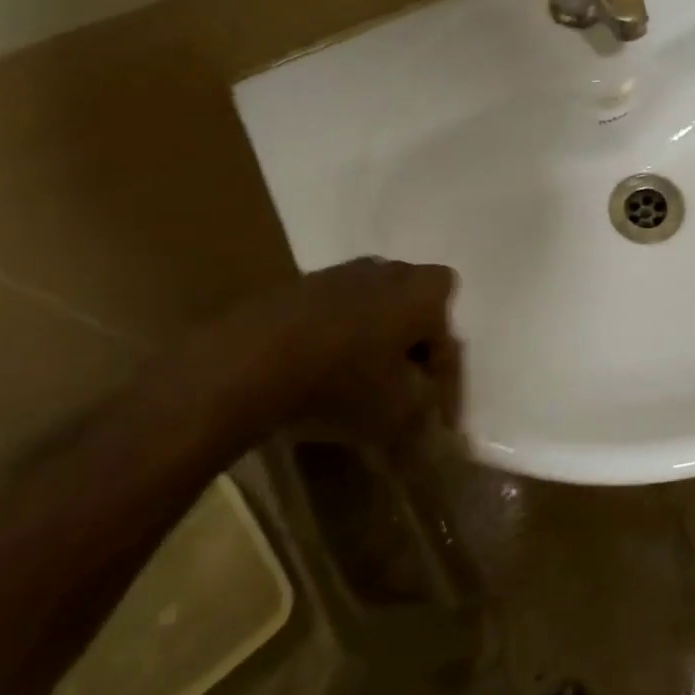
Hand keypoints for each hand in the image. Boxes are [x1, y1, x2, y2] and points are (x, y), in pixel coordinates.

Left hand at [153, 258, 459, 450]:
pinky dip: (337, 340)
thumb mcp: (398, 415)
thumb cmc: (341, 384)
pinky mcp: (297, 286)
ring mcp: (340, 272)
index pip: (450, 340)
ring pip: (374, 310)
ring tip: (360, 384)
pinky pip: (335, 314)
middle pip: (415, 313)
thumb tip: (433, 423)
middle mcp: (390, 271)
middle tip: (402, 389)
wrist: (245, 363)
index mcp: (426, 293)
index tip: (433, 418)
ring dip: (374, 342)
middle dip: (412, 349)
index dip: (445, 383)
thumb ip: (426, 414)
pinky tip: (320, 374)